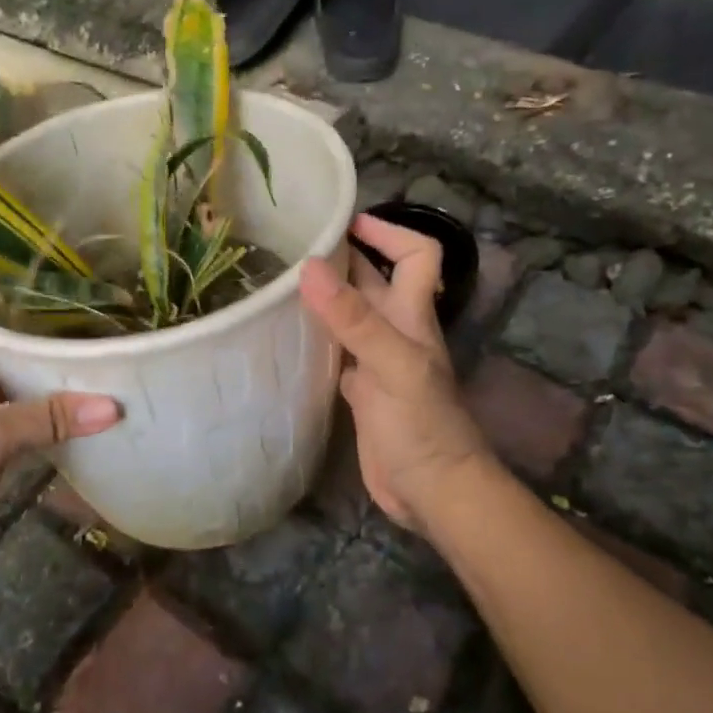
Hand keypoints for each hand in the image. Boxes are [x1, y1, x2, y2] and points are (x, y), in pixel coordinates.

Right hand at [299, 214, 493, 531]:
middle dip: (344, 258)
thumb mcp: (392, 366)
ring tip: (279, 281)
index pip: (416, 256)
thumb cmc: (422, 426)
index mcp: (412, 317)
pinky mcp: (361, 391)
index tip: (346, 221)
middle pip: (374, 281)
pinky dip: (316, 336)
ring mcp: (377, 362)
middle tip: (293, 245)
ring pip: (351, 315)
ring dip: (325, 296)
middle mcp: (395, 332)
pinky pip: (337, 351)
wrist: (433, 492)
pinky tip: (288, 335)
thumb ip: (354, 319)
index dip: (390, 232)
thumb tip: (310, 267)